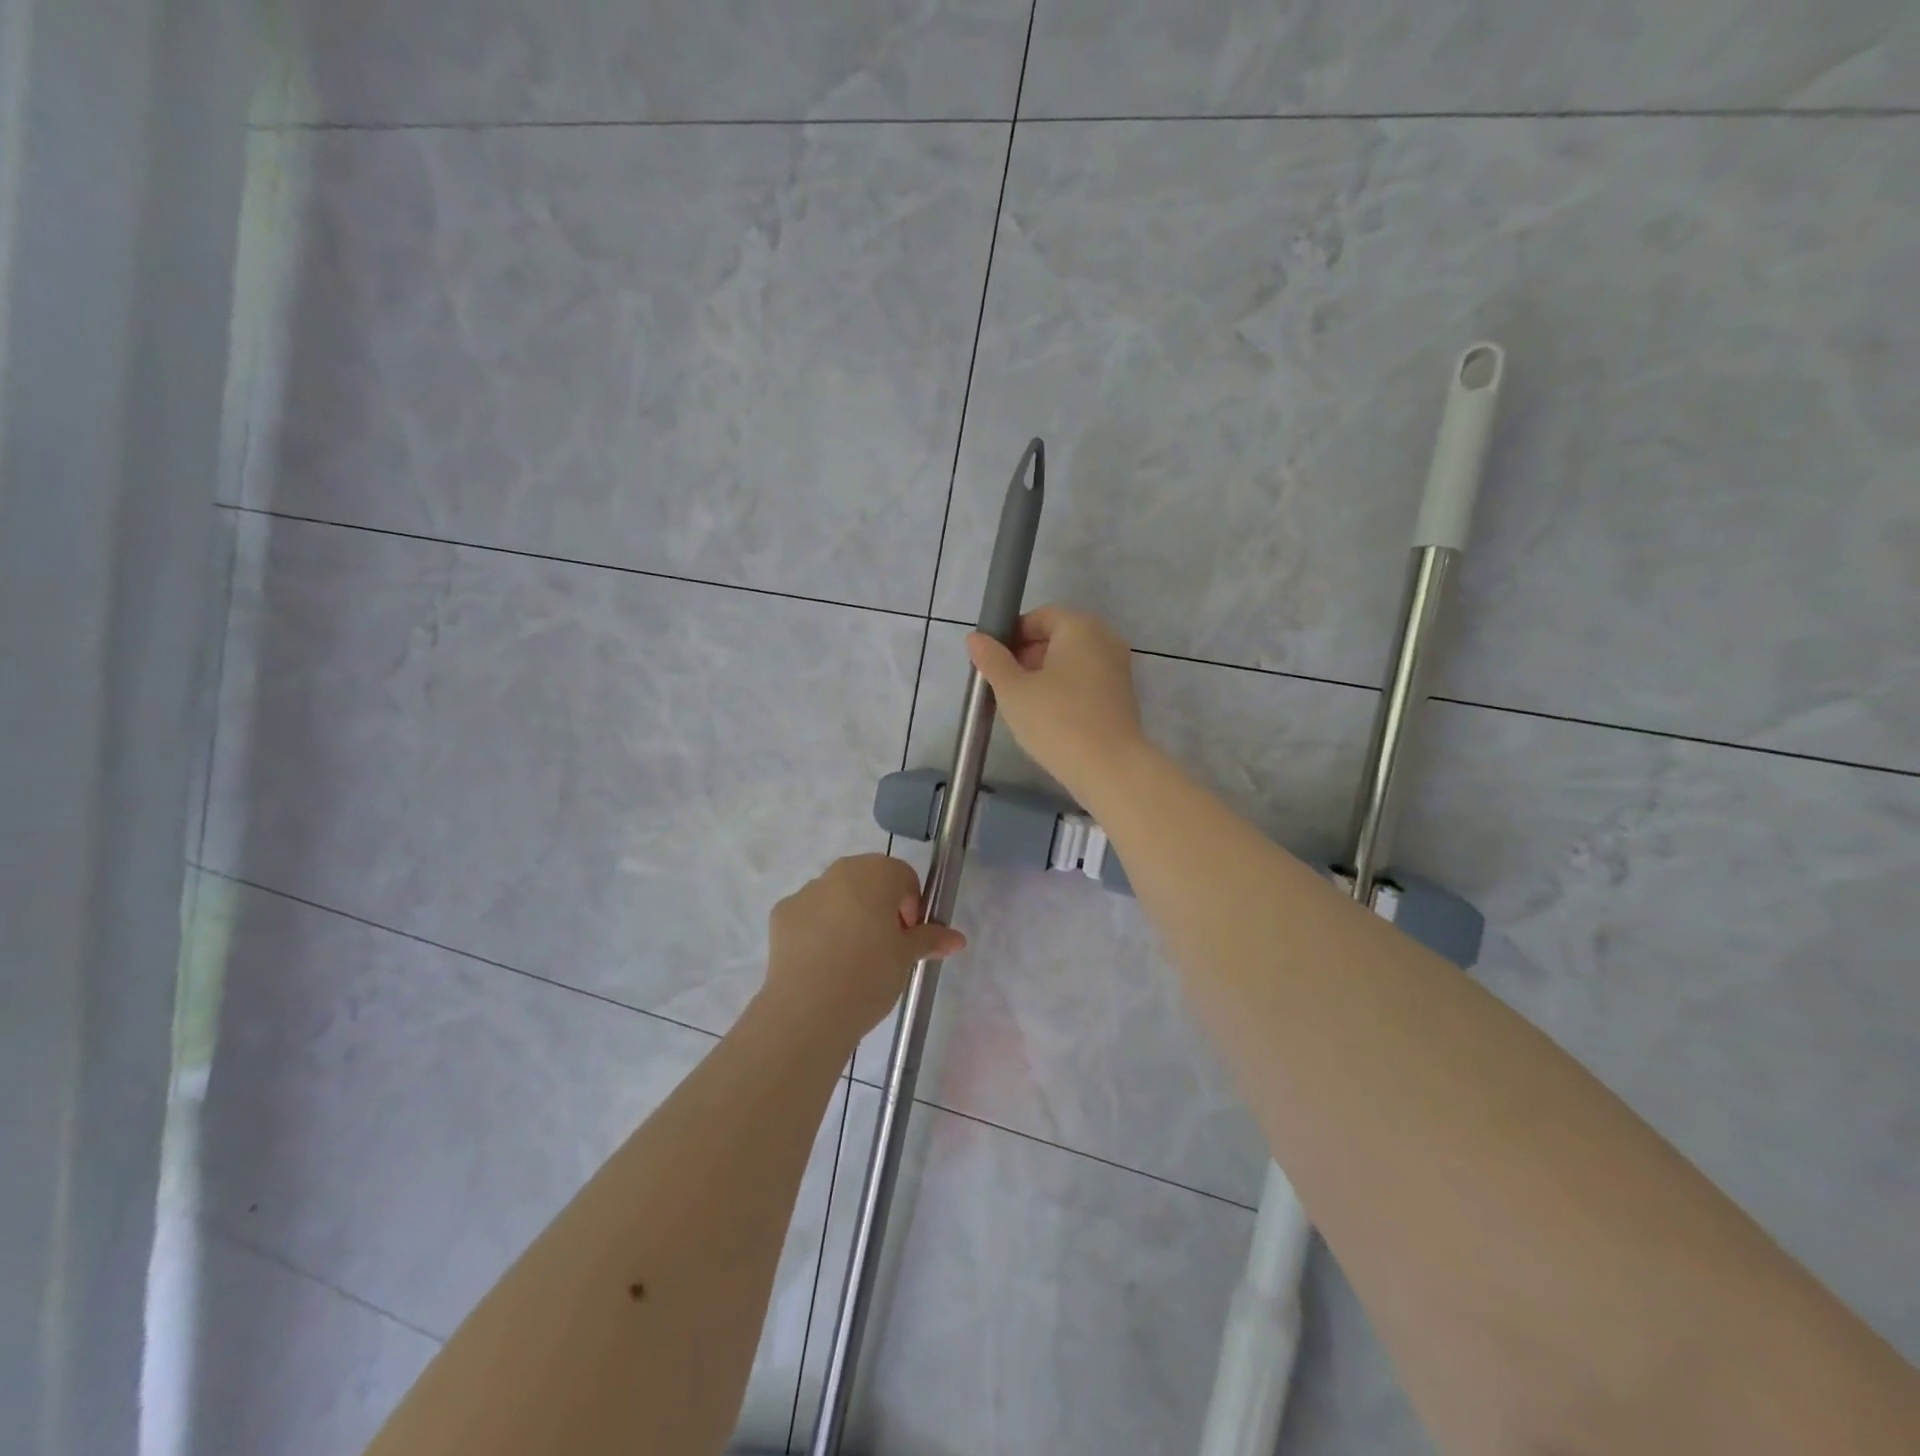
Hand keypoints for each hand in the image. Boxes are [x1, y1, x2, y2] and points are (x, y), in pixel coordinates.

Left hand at [765, 854, 964, 1038]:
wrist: (808, 1009)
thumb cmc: (870, 974)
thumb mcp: (907, 957)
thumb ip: (930, 939)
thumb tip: (957, 939)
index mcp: (876, 873)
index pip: (903, 876)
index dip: (910, 905)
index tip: (908, 937)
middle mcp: (839, 872)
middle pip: (867, 881)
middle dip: (879, 906)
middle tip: (884, 947)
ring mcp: (806, 891)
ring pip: (836, 896)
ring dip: (847, 916)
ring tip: (850, 960)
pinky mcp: (781, 914)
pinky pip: (809, 915)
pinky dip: (818, 930)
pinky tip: (821, 964)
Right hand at [966, 606, 1146, 804]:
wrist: (1109, 768)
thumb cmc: (1056, 721)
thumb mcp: (1013, 690)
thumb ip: (992, 660)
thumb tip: (976, 638)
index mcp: (1080, 627)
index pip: (1039, 617)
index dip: (1012, 635)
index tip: (993, 663)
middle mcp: (1105, 638)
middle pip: (1057, 637)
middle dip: (1027, 656)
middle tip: (1005, 686)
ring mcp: (1118, 668)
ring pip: (1071, 662)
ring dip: (1044, 676)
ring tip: (1023, 705)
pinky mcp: (1122, 696)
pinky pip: (1086, 682)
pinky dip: (1065, 691)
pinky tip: (1049, 719)